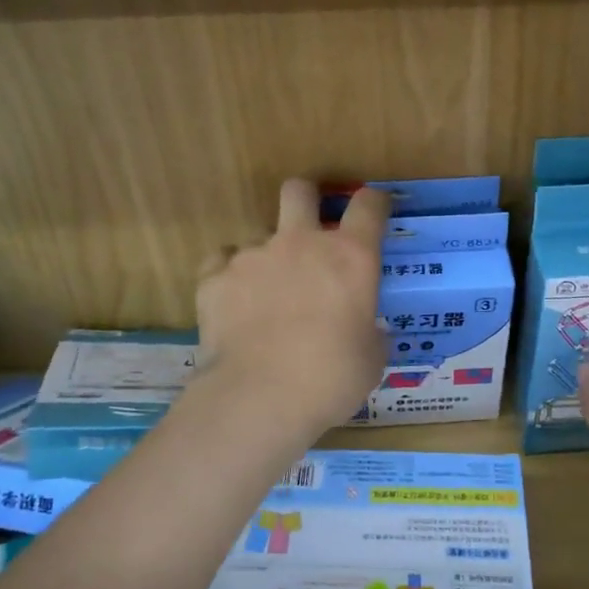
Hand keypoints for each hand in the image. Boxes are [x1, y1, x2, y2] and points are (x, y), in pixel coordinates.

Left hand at [193, 179, 390, 443]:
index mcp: (350, 257)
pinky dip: (229, 278)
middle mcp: (301, 243)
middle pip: (299, 190)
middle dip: (305, 198)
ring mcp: (253, 256)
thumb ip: (369, 332)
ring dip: (267, 258)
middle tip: (308, 226)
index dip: (374, 202)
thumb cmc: (330, 379)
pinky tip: (233, 305)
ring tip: (265, 298)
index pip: (369, 206)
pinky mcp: (214, 277)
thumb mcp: (371, 359)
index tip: (374, 208)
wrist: (258, 398)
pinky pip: (221, 263)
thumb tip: (365, 330)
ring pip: (259, 236)